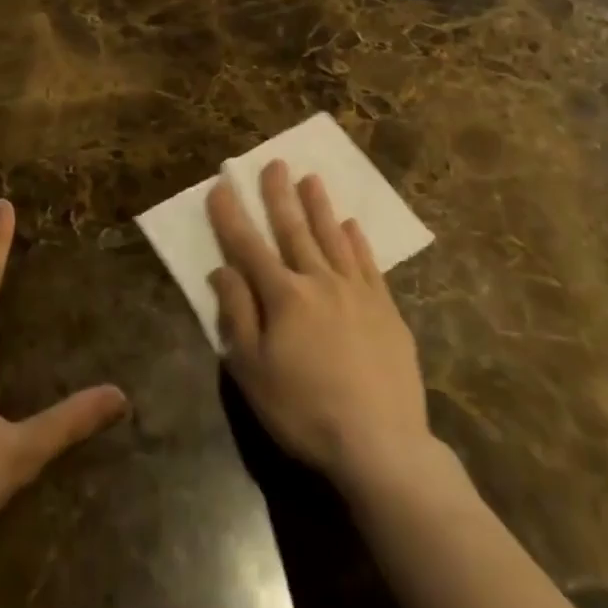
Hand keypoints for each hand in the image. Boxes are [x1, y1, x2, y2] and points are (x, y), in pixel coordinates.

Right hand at [209, 161, 434, 496]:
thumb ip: (237, 315)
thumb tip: (222, 269)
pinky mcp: (386, 309)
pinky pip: (368, 263)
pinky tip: (352, 225)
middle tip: (274, 163)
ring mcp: (357, 292)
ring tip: (311, 178)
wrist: (381, 444)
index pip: (248, 246)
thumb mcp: (253, 371)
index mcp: (283, 296)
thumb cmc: (304, 411)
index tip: (220, 186)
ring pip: (333, 237)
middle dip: (279, 195)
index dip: (231, 216)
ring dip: (319, 206)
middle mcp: (319, 281)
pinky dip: (357, 241)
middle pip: (294, 229)